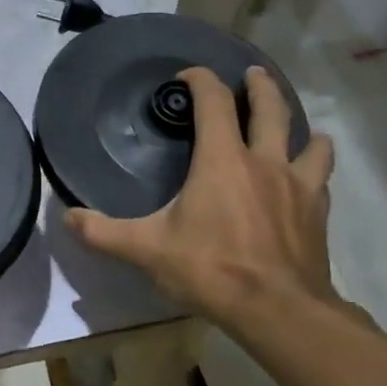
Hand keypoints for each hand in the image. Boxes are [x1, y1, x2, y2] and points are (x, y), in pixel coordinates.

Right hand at [66, 66, 336, 326]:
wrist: (278, 310)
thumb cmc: (210, 270)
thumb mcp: (147, 250)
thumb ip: (103, 233)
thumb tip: (66, 218)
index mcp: (222, 160)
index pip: (214, 103)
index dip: (201, 80)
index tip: (188, 76)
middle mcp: (264, 162)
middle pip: (270, 109)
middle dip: (259, 86)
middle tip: (251, 75)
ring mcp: (298, 187)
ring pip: (310, 141)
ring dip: (299, 127)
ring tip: (293, 128)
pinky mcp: (317, 213)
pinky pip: (320, 179)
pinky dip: (313, 170)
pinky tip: (306, 180)